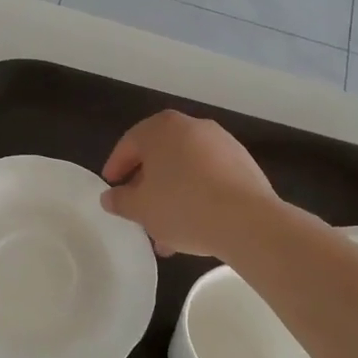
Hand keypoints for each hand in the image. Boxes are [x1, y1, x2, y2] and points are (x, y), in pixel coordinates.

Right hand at [101, 110, 278, 258]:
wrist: (247, 220)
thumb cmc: (182, 206)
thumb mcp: (141, 208)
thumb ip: (120, 200)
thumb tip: (110, 197)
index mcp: (162, 128)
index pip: (129, 144)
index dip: (116, 168)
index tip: (111, 189)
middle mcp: (192, 127)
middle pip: (160, 156)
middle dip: (147, 185)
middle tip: (138, 210)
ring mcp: (222, 143)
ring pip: (186, 169)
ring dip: (173, 195)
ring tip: (166, 231)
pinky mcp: (243, 163)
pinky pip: (209, 177)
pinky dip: (197, 195)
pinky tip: (194, 226)